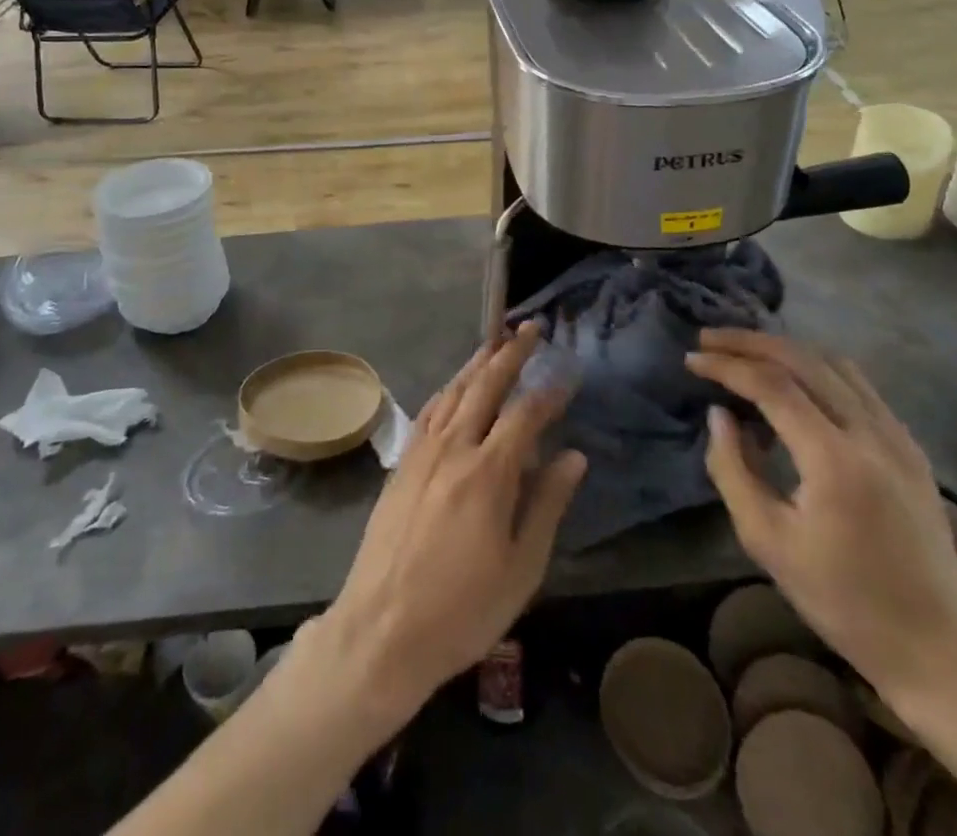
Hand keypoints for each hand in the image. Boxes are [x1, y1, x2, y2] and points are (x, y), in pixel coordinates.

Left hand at [312, 324, 587, 721]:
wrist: (381, 629)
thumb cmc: (462, 609)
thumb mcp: (521, 568)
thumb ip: (547, 504)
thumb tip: (574, 456)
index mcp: (488, 472)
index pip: (526, 415)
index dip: (550, 391)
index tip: (569, 372)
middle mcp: (454, 447)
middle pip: (485, 386)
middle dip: (510, 354)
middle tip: (530, 328)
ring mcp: (422, 452)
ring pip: (454, 391)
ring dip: (477, 363)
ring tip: (496, 342)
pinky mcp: (402, 463)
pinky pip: (430, 411)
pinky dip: (449, 389)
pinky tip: (455, 386)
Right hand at [686, 329, 956, 706]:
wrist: (938, 652)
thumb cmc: (842, 602)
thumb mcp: (767, 542)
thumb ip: (733, 469)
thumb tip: (719, 414)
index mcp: (835, 460)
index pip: (772, 385)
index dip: (726, 365)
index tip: (691, 359)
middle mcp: (872, 435)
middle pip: (804, 360)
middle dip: (751, 342)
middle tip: (710, 339)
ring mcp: (899, 438)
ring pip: (836, 364)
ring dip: (785, 350)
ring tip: (746, 352)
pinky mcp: (911, 449)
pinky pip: (860, 386)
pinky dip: (818, 369)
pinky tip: (795, 382)